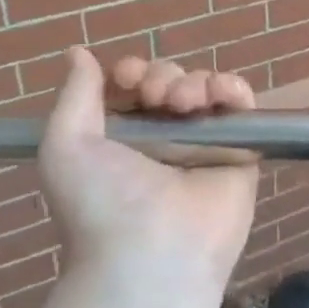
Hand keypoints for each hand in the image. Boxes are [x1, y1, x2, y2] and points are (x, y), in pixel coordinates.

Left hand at [39, 48, 258, 287]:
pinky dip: (234, 88)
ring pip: (205, 87)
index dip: (132, 71)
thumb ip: (76, 95)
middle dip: (163, 77)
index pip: (134, 86)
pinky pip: (241, 105)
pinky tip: (221, 92)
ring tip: (186, 103)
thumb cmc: (101, 202)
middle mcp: (163, 138)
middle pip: (171, 81)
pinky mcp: (239, 150)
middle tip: (157, 97)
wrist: (150, 255)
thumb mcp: (66, 147)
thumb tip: (77, 52)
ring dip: (195, 81)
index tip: (127, 78)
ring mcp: (203, 143)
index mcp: (122, 137)